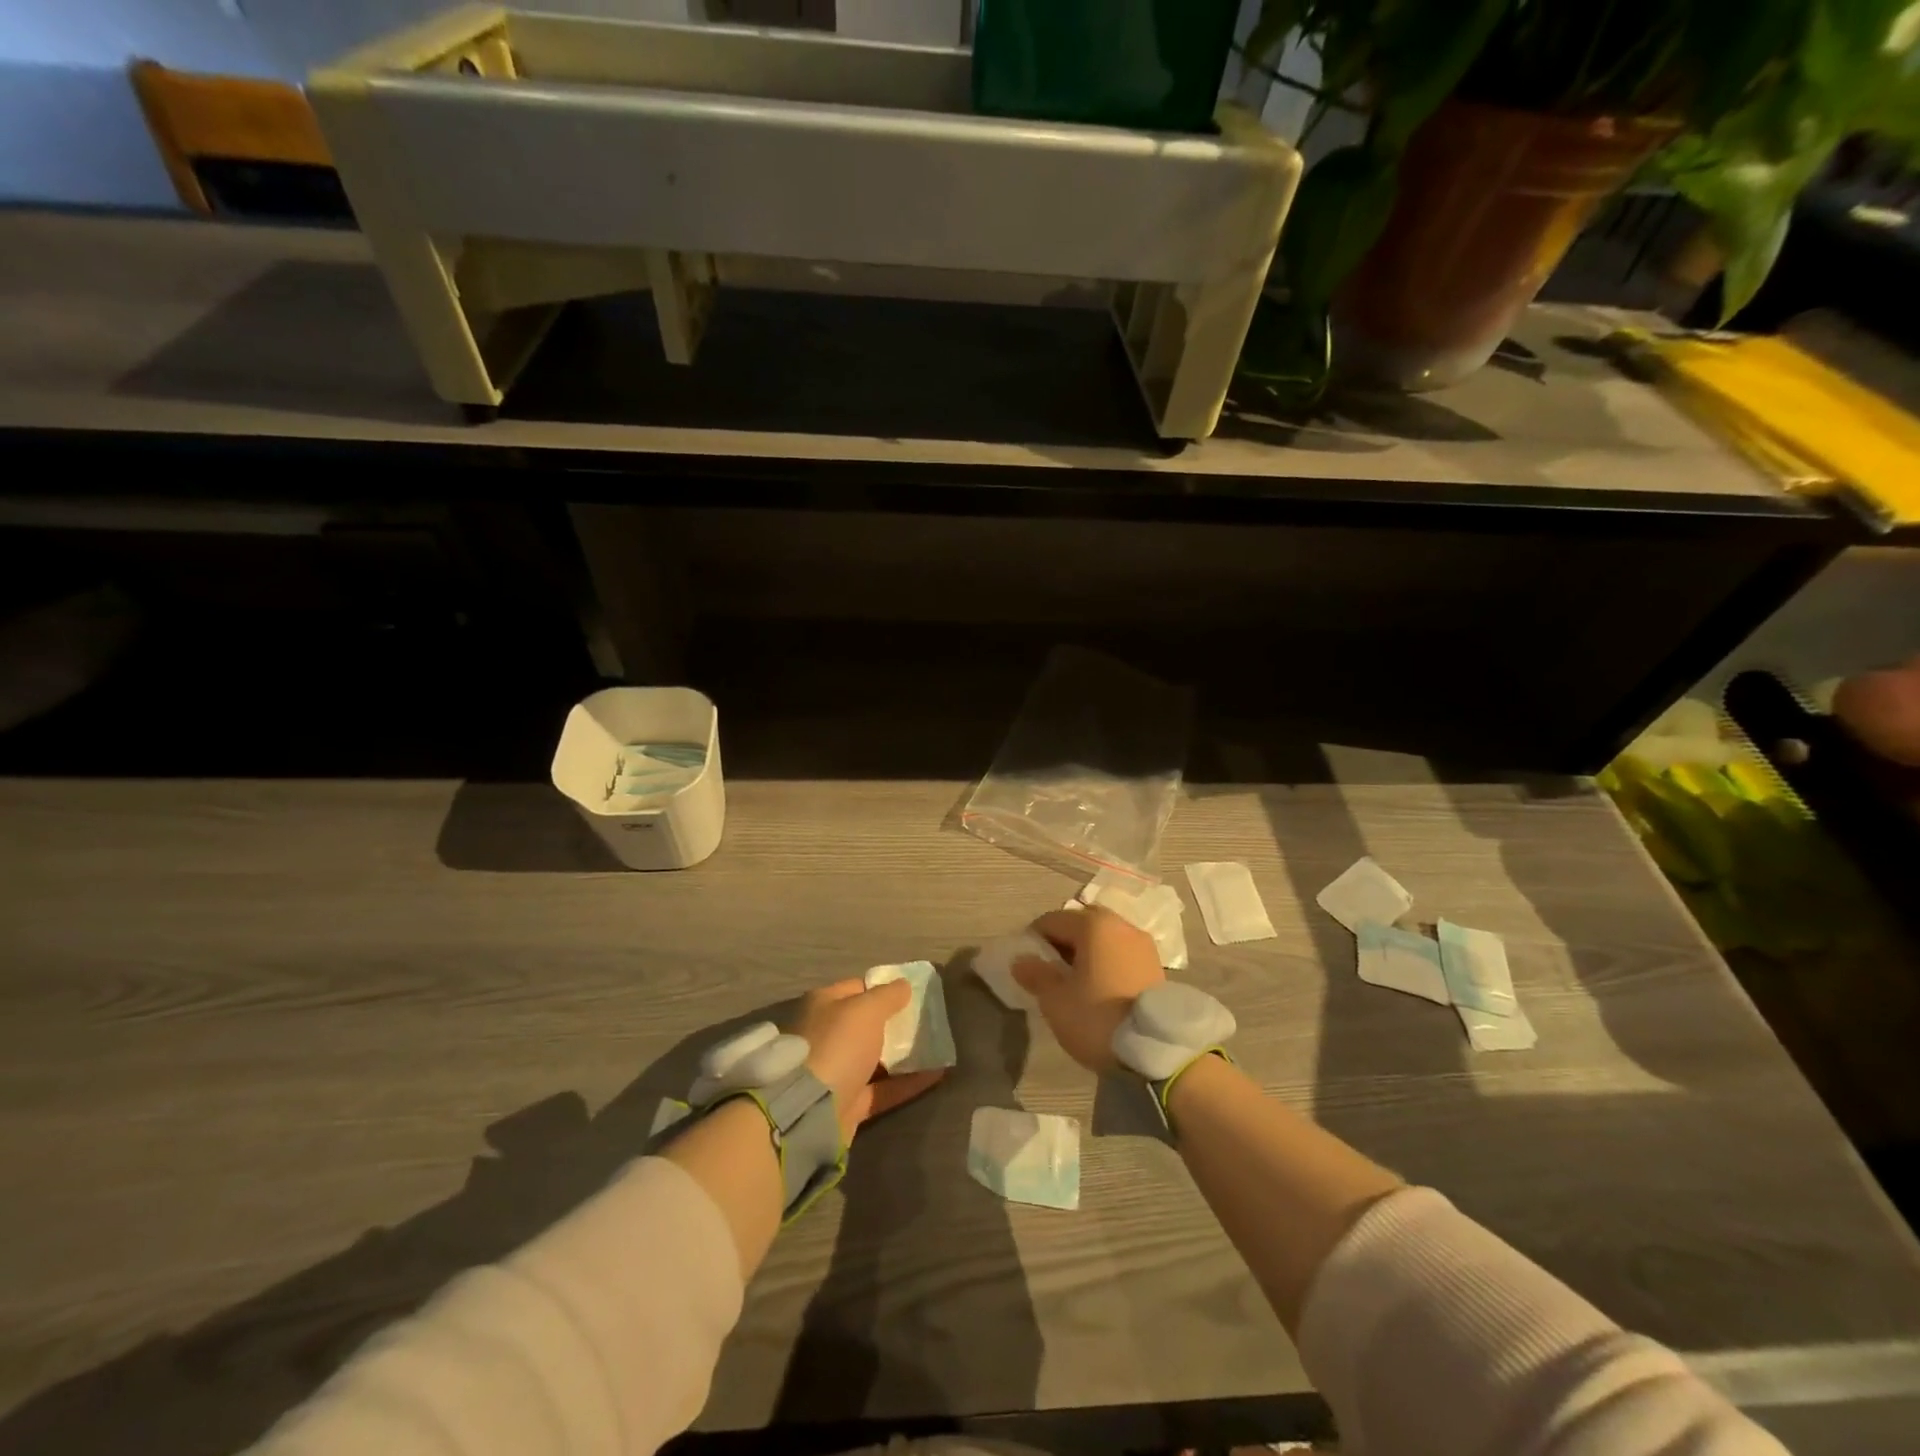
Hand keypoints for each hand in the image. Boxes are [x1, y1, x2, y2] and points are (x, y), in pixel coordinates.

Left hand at [791, 978, 945, 1141]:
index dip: (884, 988)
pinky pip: (883, 1089)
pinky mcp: (848, 1102)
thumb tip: (904, 985)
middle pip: (866, 1025)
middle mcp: (827, 1035)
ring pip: (875, 1058)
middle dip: (895, 1022)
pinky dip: (907, 1083)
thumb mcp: (866, 1010)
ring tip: (936, 1047)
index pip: (858, 988)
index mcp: (824, 1005)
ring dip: (902, 1054)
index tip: (912, 993)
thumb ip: (888, 995)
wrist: (810, 1109)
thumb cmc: (838, 1045)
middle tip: (926, 1020)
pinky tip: (936, 1075)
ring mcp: (836, 1071)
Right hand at [1014, 906, 1164, 1073]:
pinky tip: (1100, 987)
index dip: (1034, 939)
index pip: (1053, 920)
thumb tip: (1021, 960)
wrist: (1157, 1050)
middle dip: (1063, 941)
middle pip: (1081, 923)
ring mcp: (1143, 944)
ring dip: (1087, 951)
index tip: (1026, 964)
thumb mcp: (1056, 1000)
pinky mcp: (1156, 965)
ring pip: (1104, 937)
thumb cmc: (1097, 1018)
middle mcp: (1120, 925)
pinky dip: (1106, 961)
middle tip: (1051, 969)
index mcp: (1093, 925)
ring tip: (1076, 981)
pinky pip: (1121, 952)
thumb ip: (1036, 974)